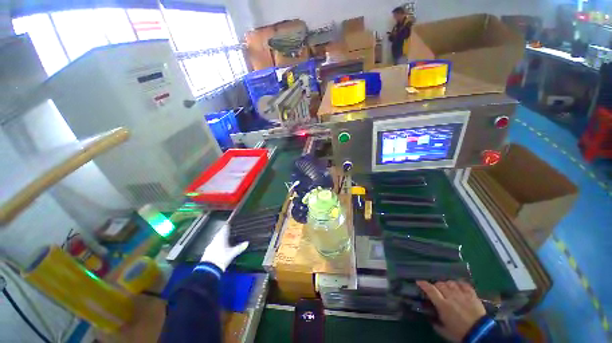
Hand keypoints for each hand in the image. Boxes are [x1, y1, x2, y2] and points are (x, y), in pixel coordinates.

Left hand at [200, 224, 248, 270]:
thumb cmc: (222, 258)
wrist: (209, 270)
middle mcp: (215, 239)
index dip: (229, 223)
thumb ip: (240, 247)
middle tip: (233, 229)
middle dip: (226, 230)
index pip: (225, 227)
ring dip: (222, 237)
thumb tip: (247, 242)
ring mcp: (211, 245)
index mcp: (221, 236)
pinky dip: (219, 243)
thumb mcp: (232, 253)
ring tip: (229, 237)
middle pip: (221, 232)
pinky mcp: (208, 251)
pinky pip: (215, 243)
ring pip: (218, 238)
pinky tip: (222, 246)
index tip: (233, 221)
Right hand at [416, 280, 485, 342]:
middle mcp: (451, 297)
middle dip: (436, 285)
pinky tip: (458, 287)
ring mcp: (463, 295)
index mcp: (443, 305)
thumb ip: (435, 323)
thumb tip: (429, 317)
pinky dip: (459, 284)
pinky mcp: (472, 295)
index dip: (423, 284)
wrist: (481, 334)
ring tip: (447, 289)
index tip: (418, 281)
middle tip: (436, 290)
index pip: (430, 290)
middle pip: (440, 284)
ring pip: (451, 283)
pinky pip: (464, 284)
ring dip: (447, 284)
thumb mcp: (444, 331)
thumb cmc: (460, 333)